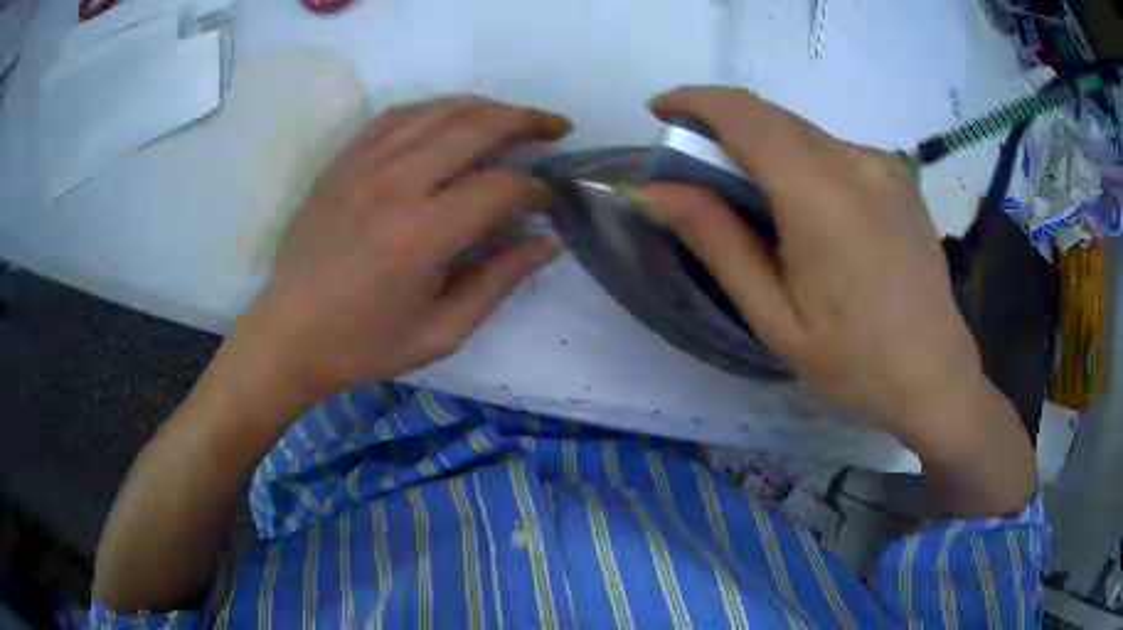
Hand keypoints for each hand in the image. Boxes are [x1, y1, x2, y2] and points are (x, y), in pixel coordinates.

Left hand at [233, 96, 570, 402]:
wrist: (288, 334)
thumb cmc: (364, 344)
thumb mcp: (441, 333)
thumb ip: (498, 282)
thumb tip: (547, 243)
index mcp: (422, 235)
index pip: (501, 187)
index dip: (536, 190)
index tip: (547, 203)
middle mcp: (395, 183)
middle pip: (477, 127)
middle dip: (527, 122)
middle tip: (556, 127)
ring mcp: (364, 164)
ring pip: (440, 111)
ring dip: (487, 107)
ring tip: (515, 117)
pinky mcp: (343, 160)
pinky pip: (397, 115)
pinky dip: (436, 108)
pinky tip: (453, 116)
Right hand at [638, 87, 1033, 514]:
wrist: (934, 373)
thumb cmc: (853, 361)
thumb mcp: (773, 315)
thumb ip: (716, 241)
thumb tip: (654, 191)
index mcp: (819, 195)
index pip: (743, 114)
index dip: (693, 101)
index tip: (660, 112)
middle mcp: (854, 160)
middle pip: (770, 117)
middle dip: (722, 128)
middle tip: (699, 174)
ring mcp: (882, 163)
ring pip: (802, 131)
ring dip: (764, 148)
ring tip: (758, 204)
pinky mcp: (898, 173)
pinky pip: (833, 149)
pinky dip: (802, 160)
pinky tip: (810, 211)